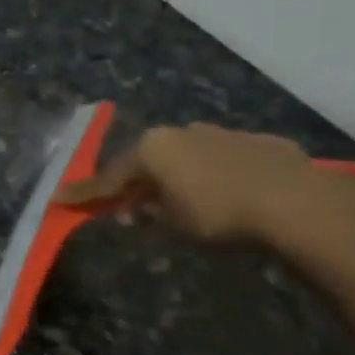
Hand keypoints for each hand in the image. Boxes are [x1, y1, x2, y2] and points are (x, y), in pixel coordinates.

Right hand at [54, 122, 354, 251]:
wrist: (296, 201)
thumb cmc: (219, 213)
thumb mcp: (172, 222)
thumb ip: (147, 211)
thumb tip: (136, 208)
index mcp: (153, 148)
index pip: (109, 177)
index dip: (84, 193)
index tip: (59, 199)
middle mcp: (182, 132)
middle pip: (147, 160)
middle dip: (134, 182)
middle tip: (125, 206)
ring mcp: (221, 133)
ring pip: (184, 156)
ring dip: (174, 176)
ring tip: (176, 201)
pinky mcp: (256, 142)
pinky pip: (219, 159)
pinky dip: (210, 175)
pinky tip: (221, 194)